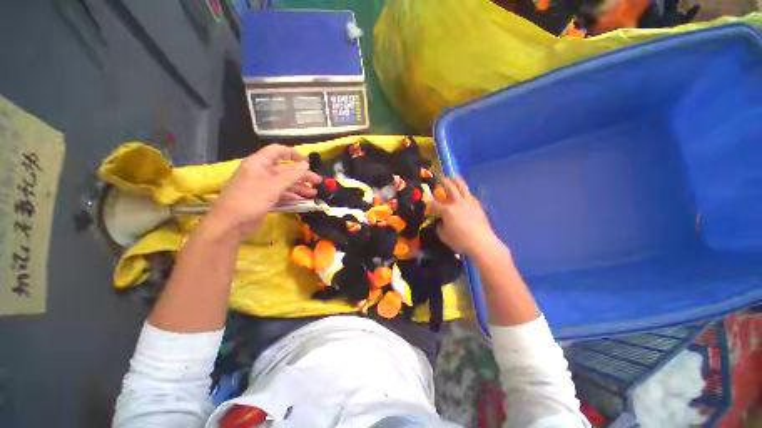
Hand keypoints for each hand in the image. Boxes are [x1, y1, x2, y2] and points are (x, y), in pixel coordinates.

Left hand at [208, 144, 320, 235]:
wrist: (230, 224)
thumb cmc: (250, 200)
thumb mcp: (273, 186)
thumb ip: (291, 174)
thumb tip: (306, 164)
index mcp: (259, 163)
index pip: (277, 151)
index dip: (294, 154)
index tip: (308, 163)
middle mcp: (261, 173)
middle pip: (285, 170)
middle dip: (302, 175)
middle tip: (318, 182)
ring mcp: (263, 187)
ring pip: (285, 183)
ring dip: (299, 188)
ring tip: (314, 194)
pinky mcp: (264, 199)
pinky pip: (281, 194)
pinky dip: (292, 196)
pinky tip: (303, 201)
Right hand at [433, 176, 501, 256]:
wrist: (482, 242)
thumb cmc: (460, 241)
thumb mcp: (443, 236)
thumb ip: (439, 226)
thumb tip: (440, 221)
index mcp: (447, 210)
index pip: (434, 204)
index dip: (429, 203)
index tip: (427, 203)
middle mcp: (457, 202)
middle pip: (449, 187)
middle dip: (442, 181)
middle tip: (438, 177)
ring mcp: (468, 202)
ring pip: (462, 186)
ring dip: (455, 180)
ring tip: (452, 177)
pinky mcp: (477, 204)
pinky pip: (469, 194)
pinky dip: (464, 191)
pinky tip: (463, 193)